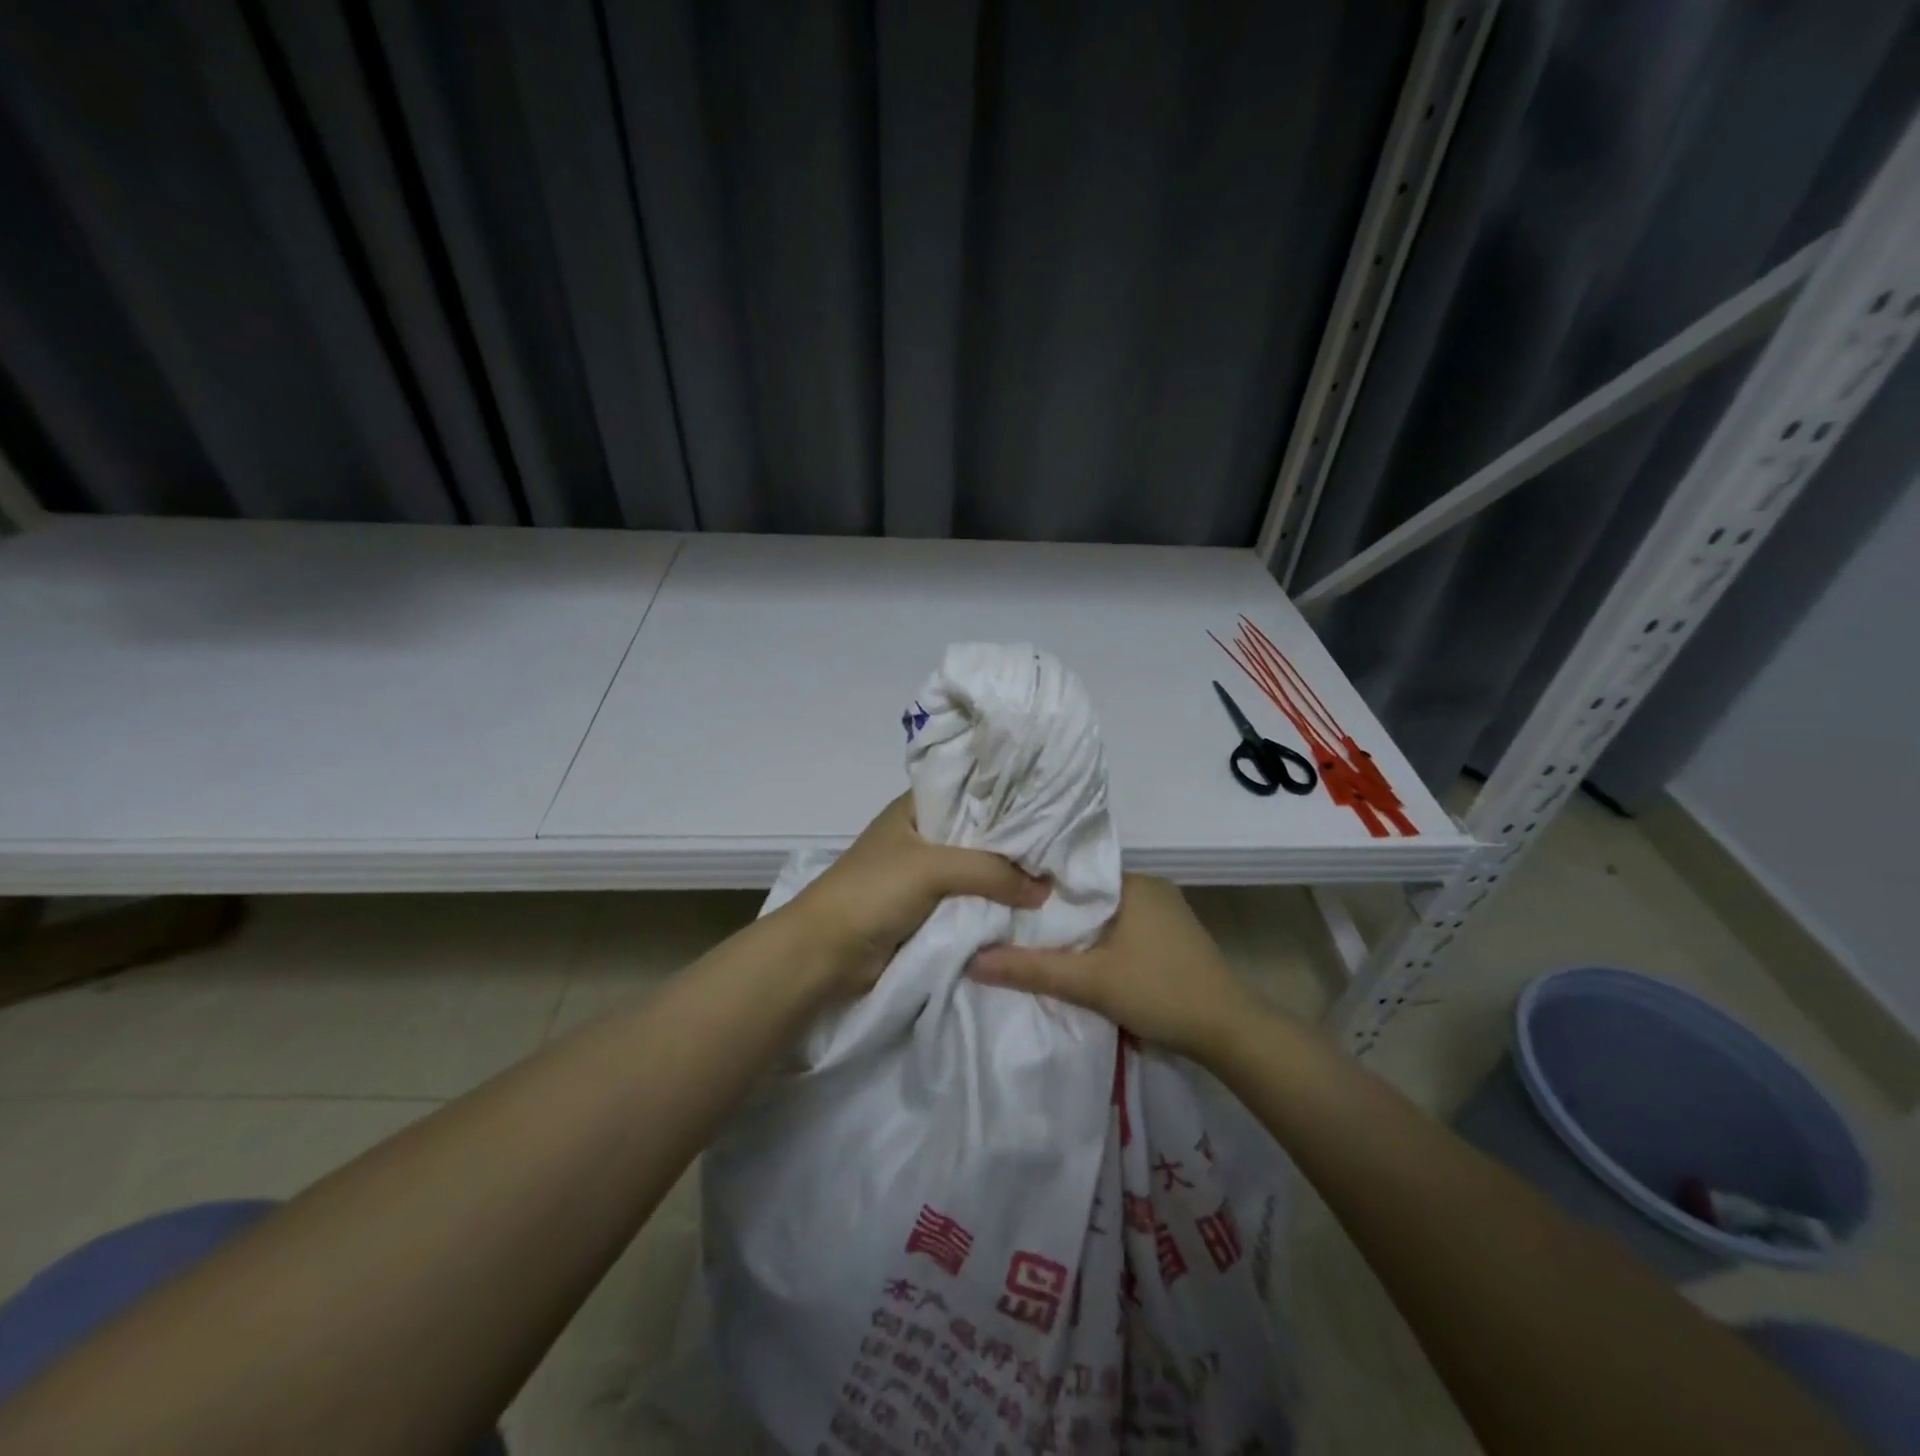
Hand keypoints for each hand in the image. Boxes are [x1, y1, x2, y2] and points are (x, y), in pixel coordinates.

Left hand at [786, 794, 1049, 997]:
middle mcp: (923, 837)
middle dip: (1014, 844)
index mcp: (916, 810)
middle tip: (1062, 847)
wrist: (827, 955)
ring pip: (977, 873)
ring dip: (1007, 881)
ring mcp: (925, 876)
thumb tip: (1044, 889)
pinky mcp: (929, 912)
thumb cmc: (873, 892)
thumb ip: (991, 871)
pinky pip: (970, 904)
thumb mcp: (932, 868)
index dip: (1007, 796)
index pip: (969, 791)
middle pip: (978, 835)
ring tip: (1058, 877)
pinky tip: (1030, 908)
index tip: (1050, 803)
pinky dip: (993, 908)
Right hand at [969, 874, 1264, 1059]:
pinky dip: (1101, 941)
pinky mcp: (1172, 937)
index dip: (1037, 886)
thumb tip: (973, 961)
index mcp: (1133, 881)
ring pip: (1105, 914)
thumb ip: (1032, 969)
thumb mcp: (1090, 982)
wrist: (1230, 1033)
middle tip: (1010, 923)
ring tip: (1034, 940)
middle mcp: (1149, 887)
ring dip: (1079, 930)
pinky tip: (1080, 957)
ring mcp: (1165, 912)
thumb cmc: (1160, 992)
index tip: (1003, 898)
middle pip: (1087, 895)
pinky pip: (1123, 928)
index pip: (1072, 872)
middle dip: (1055, 911)